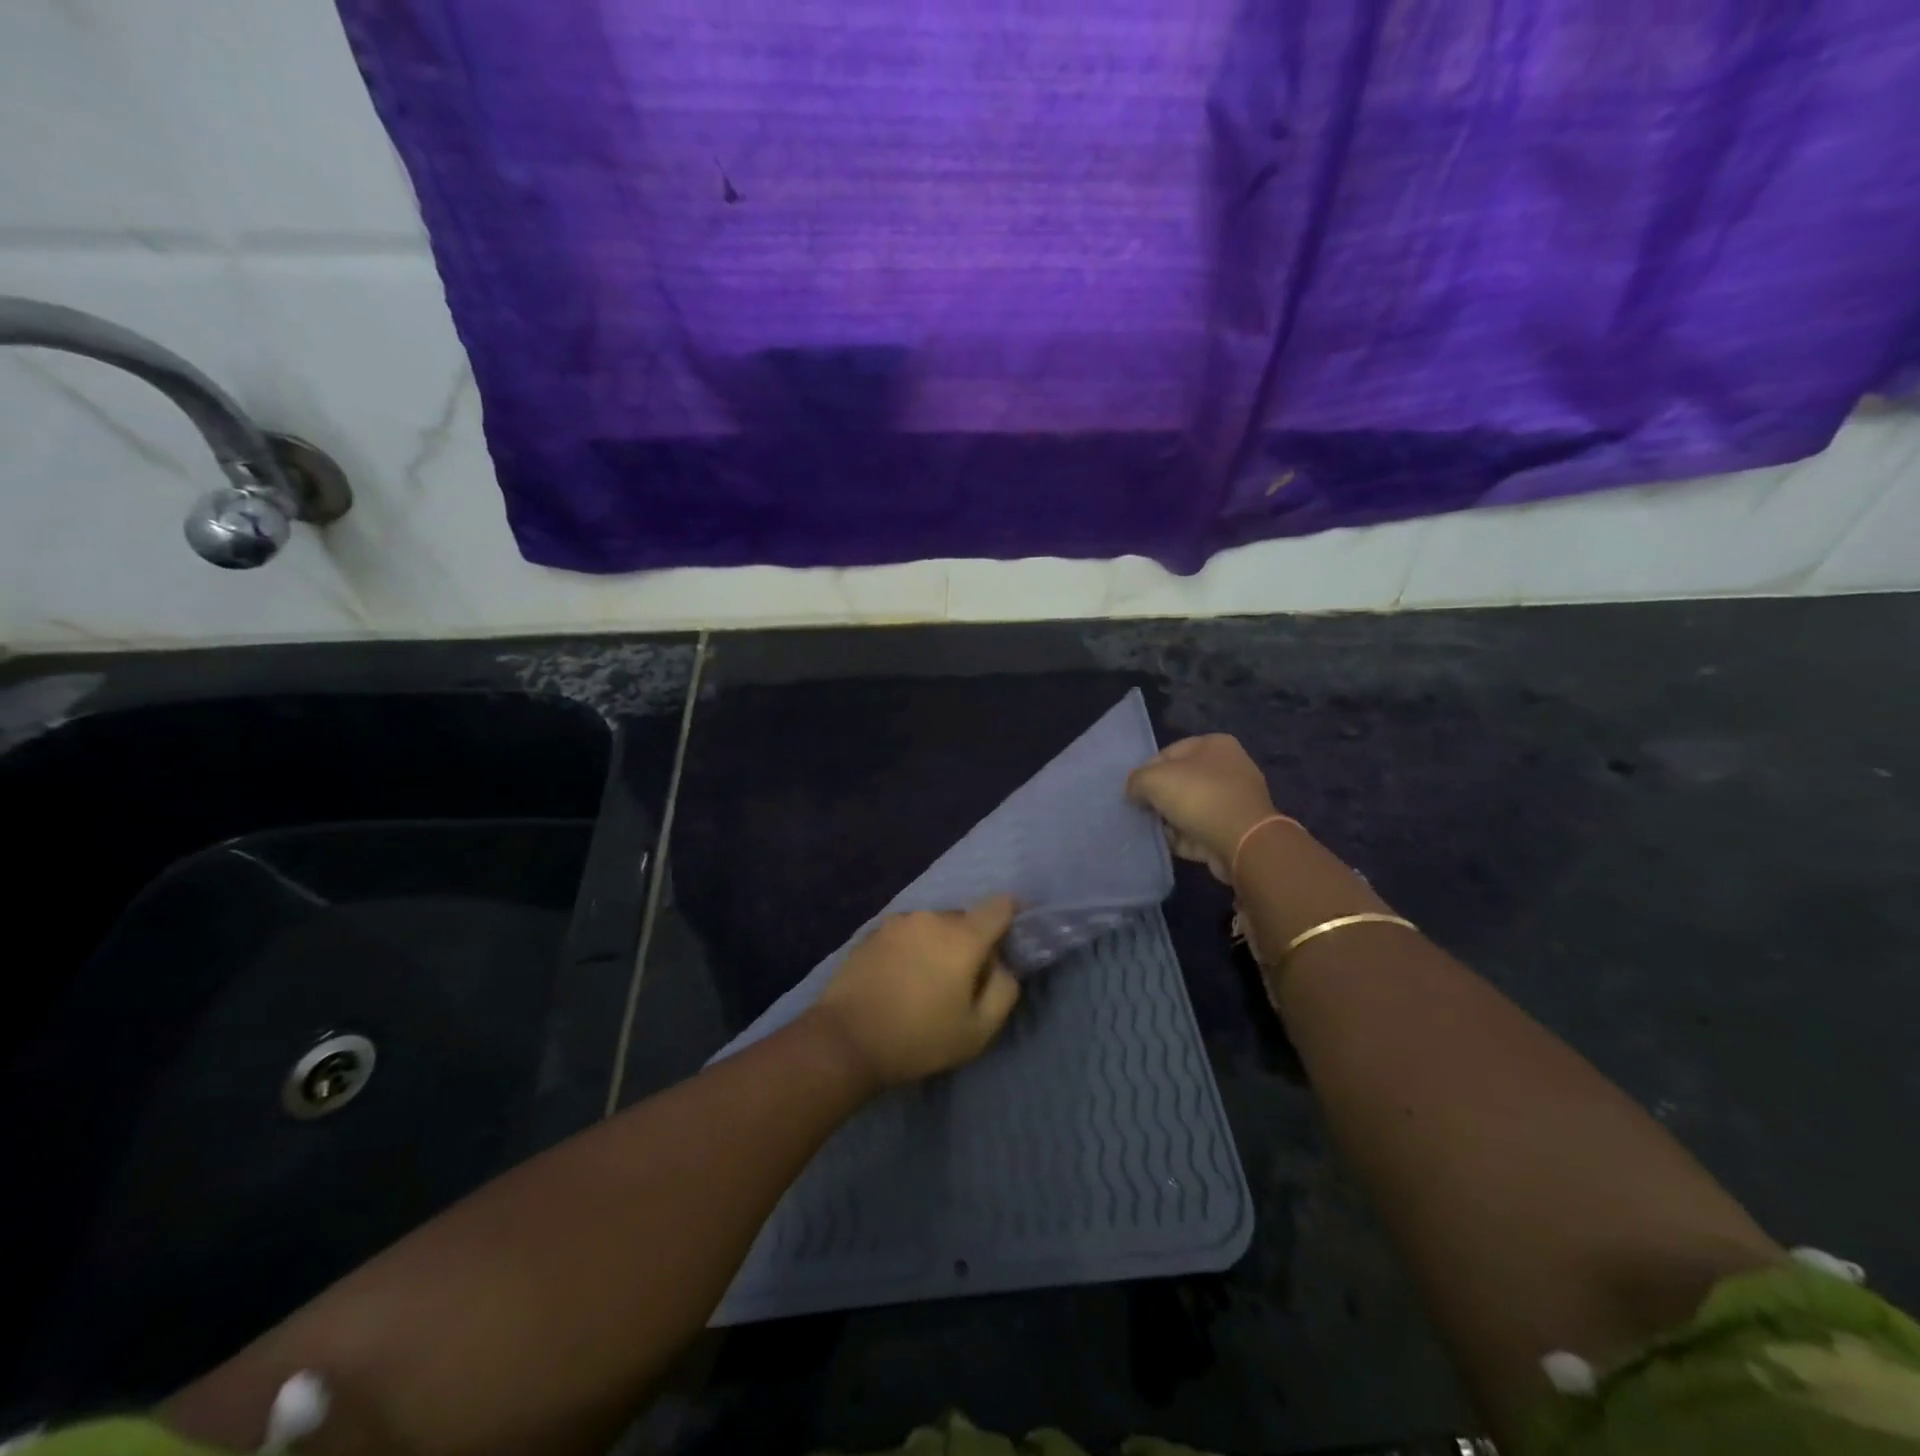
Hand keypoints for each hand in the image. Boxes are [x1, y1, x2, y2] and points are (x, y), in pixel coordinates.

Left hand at [811, 895, 1022, 1087]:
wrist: (846, 1039)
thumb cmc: (919, 1038)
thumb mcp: (978, 1031)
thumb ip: (1004, 990)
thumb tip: (1002, 965)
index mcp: (963, 936)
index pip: (1000, 905)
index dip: (1011, 917)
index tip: (1008, 941)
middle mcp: (931, 917)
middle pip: (965, 919)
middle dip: (971, 943)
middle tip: (962, 982)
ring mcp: (898, 922)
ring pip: (933, 926)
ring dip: (938, 945)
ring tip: (926, 984)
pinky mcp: (872, 932)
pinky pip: (906, 934)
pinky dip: (912, 950)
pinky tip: (899, 981)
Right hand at [1127, 734, 1280, 882]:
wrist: (1241, 841)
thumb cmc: (1198, 796)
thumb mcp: (1153, 779)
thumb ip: (1136, 781)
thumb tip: (1134, 792)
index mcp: (1215, 744)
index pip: (1169, 753)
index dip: (1146, 771)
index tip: (1134, 791)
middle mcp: (1230, 768)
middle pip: (1181, 781)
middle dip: (1160, 797)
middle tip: (1142, 811)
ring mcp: (1236, 800)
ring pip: (1191, 808)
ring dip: (1171, 819)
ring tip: (1153, 830)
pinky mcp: (1237, 830)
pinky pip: (1201, 830)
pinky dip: (1185, 837)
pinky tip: (1169, 844)